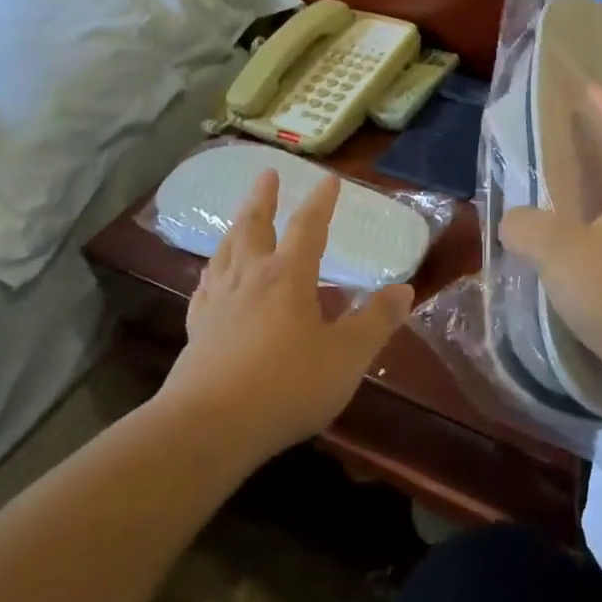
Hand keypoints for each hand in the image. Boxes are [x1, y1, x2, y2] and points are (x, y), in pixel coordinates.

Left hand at [163, 169, 414, 456]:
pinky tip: (211, 276)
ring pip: (226, 252)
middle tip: (267, 174)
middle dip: (263, 199)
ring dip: (236, 227)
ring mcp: (217, 303)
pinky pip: (204, 288)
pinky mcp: (197, 331)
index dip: (321, 202)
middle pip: (254, 227)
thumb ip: (376, 321)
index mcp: (288, 277)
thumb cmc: (287, 386)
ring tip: (240, 217)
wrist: (209, 427)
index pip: (307, 228)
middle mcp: (250, 279)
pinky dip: (212, 271)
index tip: (329, 179)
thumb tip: (404, 289)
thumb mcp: (347, 356)